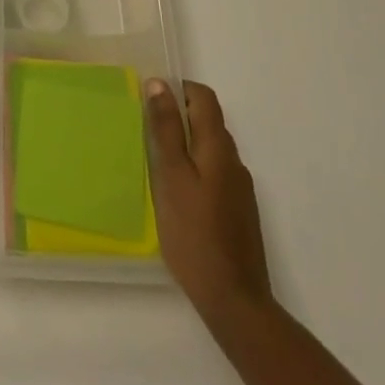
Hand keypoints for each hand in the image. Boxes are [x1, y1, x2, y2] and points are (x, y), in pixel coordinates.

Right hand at [146, 78, 275, 323]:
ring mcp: (239, 188)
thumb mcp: (171, 176)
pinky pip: (214, 174)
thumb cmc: (194, 233)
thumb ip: (166, 129)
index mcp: (218, 147)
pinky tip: (175, 196)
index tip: (150, 101)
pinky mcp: (238, 211)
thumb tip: (159, 84)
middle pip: (207, 121)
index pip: (204, 97)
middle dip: (178, 118)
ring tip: (155, 165)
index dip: (179, 90)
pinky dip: (194, 171)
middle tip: (145, 133)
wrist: (235, 300)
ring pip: (210, 150)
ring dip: (185, 146)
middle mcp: (234, 161)